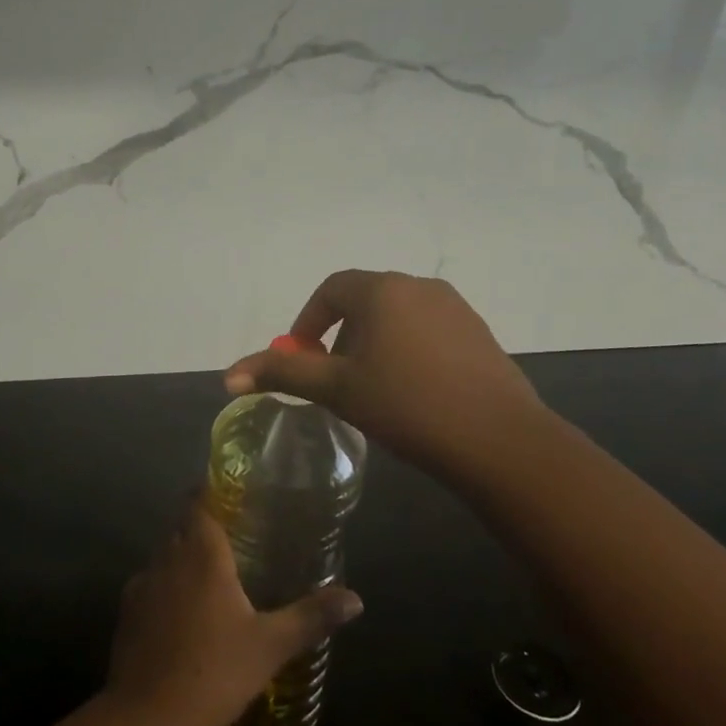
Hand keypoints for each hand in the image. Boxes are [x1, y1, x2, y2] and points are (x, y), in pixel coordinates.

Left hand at [105, 502, 362, 725]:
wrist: (146, 718)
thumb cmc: (215, 671)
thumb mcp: (271, 646)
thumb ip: (311, 617)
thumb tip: (356, 600)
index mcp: (201, 554)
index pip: (198, 503)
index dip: (208, 492)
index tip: (227, 492)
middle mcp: (167, 559)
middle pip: (180, 526)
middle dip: (200, 524)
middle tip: (231, 536)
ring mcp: (141, 586)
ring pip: (162, 556)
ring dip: (181, 557)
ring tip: (209, 576)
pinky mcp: (125, 615)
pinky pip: (148, 587)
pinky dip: (164, 589)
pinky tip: (181, 616)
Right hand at [223, 269, 546, 478]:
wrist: (498, 440)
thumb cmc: (406, 406)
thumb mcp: (336, 389)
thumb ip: (282, 374)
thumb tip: (228, 376)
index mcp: (382, 290)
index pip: (331, 289)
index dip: (308, 321)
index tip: (302, 357)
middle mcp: (419, 286)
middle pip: (365, 300)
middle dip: (341, 335)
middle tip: (336, 379)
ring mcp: (455, 307)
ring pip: (398, 316)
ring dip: (374, 342)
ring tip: (373, 388)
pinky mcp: (478, 332)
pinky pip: (428, 330)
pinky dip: (408, 349)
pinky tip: (414, 391)